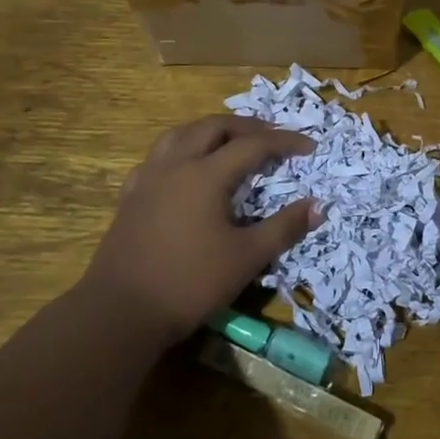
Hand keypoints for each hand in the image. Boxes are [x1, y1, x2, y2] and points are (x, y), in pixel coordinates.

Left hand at [82, 115, 316, 347]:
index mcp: (206, 174)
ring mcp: (148, 178)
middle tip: (272, 136)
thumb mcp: (246, 258)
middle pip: (214, 127)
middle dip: (247, 126)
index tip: (310, 146)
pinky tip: (184, 166)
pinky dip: (181, 149)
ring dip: (211, 129)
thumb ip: (284, 228)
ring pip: (181, 133)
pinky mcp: (130, 196)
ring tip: (230, 139)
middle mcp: (176, 165)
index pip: (253, 145)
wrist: (120, 312)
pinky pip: (158, 156)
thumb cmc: (189, 283)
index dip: (284, 142)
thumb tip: (319, 205)